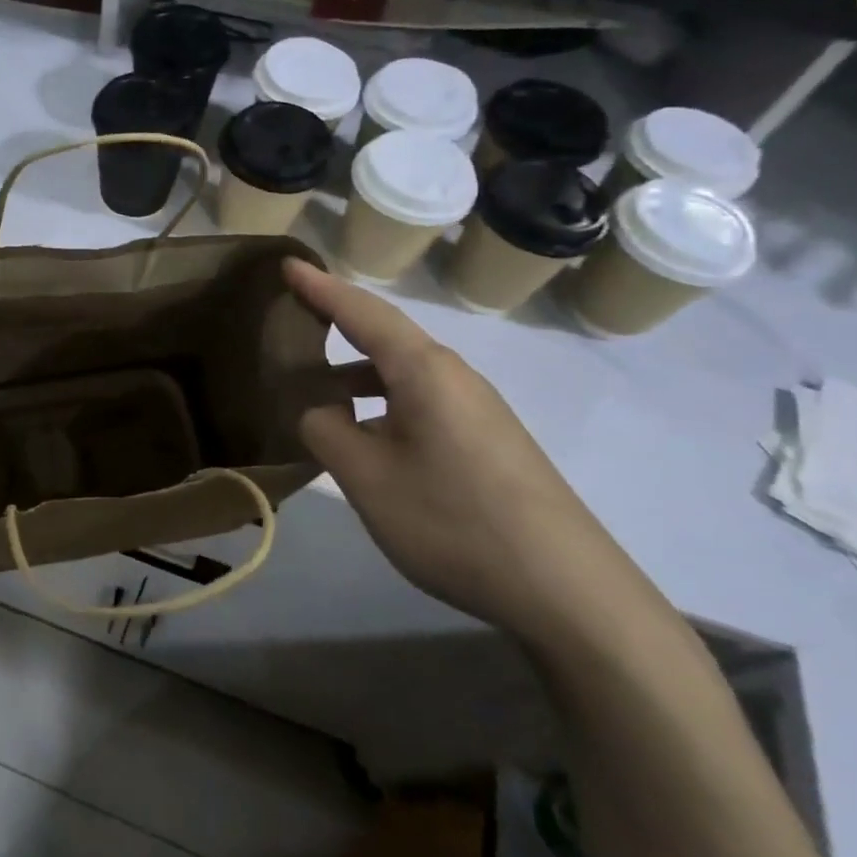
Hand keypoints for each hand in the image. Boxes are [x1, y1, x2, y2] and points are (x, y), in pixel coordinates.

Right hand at [284, 259, 660, 645]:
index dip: (320, 288)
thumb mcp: (366, 477)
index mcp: (423, 370)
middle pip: (386, 336)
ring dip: (358, 372)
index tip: (287, 264)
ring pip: (403, 373)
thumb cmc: (454, 520)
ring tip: (317, 390)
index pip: (362, 312)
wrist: (569, 592)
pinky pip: (422, 401)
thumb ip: (325, 431)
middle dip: (338, 324)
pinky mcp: (488, 441)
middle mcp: (454, 377)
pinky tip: (367, 437)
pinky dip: (383, 401)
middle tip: (293, 320)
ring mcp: (477, 409)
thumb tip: (320, 411)